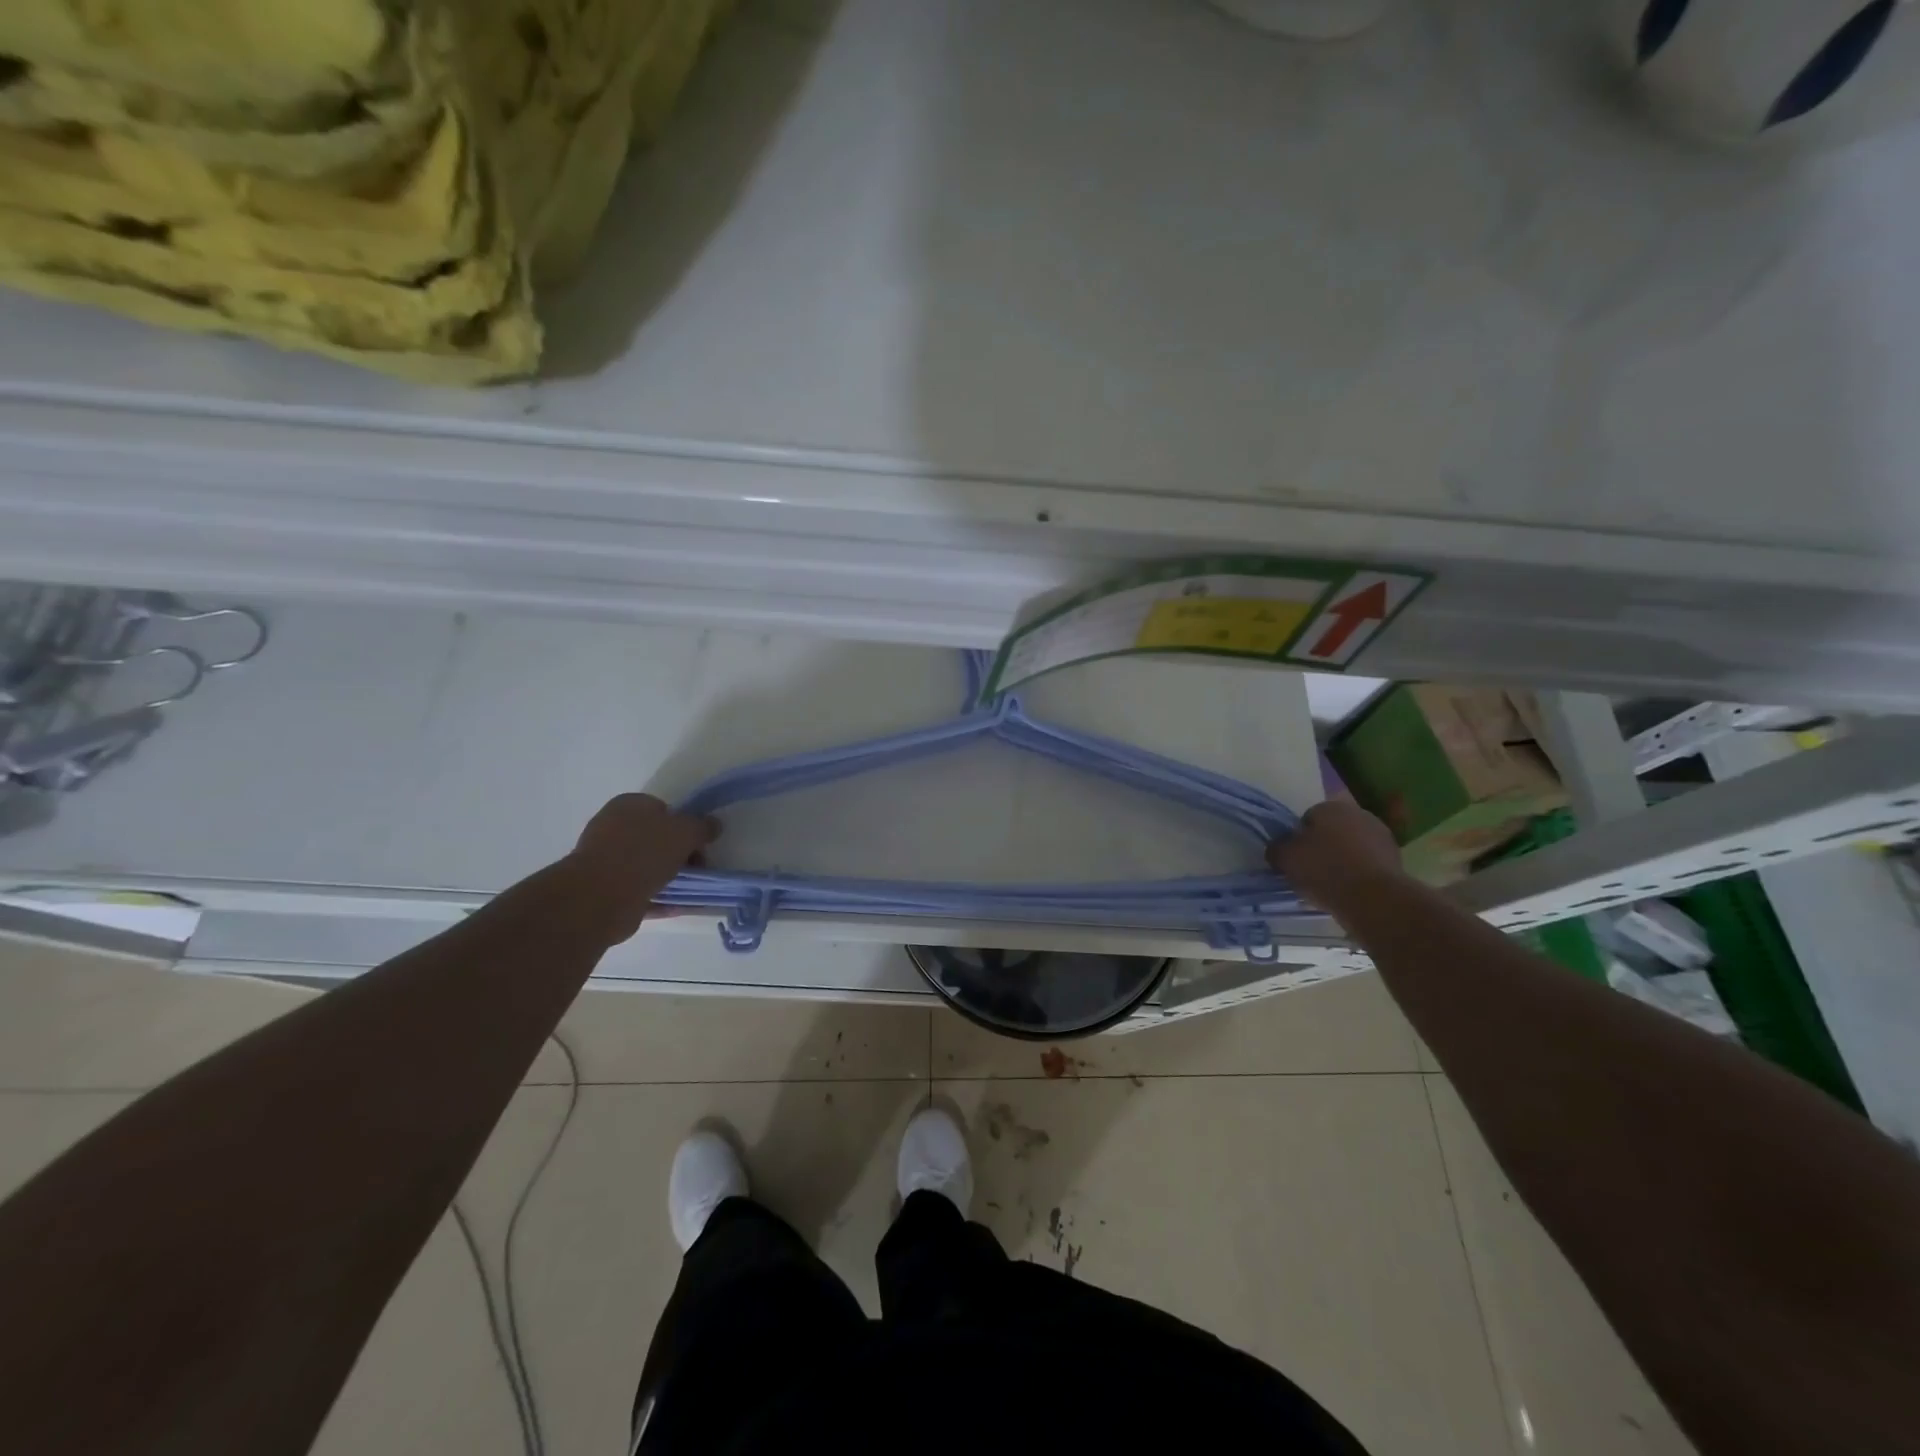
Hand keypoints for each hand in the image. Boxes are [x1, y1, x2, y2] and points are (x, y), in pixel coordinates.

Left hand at [564, 793, 717, 943]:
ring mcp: (607, 861)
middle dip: (679, 853)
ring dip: (670, 877)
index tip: (699, 843)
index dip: (685, 824)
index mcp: (628, 806)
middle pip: (656, 838)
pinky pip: (641, 891)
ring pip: (648, 866)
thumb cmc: (644, 852)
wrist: (601, 896)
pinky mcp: (606, 891)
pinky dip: (660, 897)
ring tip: (691, 889)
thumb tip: (713, 825)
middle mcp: (613, 828)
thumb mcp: (685, 831)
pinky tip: (679, 906)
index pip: (663, 809)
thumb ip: (702, 826)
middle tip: (697, 867)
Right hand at [1266, 798, 1405, 915]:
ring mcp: (1382, 837)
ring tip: (1330, 885)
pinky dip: (1359, 874)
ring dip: (1342, 860)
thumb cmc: (1324, 870)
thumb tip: (1278, 848)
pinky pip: (1367, 864)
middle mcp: (1359, 814)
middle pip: (1332, 831)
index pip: (1307, 818)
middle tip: (1311, 871)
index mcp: (1331, 806)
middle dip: (1322, 846)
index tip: (1295, 858)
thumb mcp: (1285, 858)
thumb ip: (1277, 848)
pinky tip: (1350, 891)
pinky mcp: (1396, 860)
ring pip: (1352, 847)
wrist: (1374, 899)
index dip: (1298, 838)